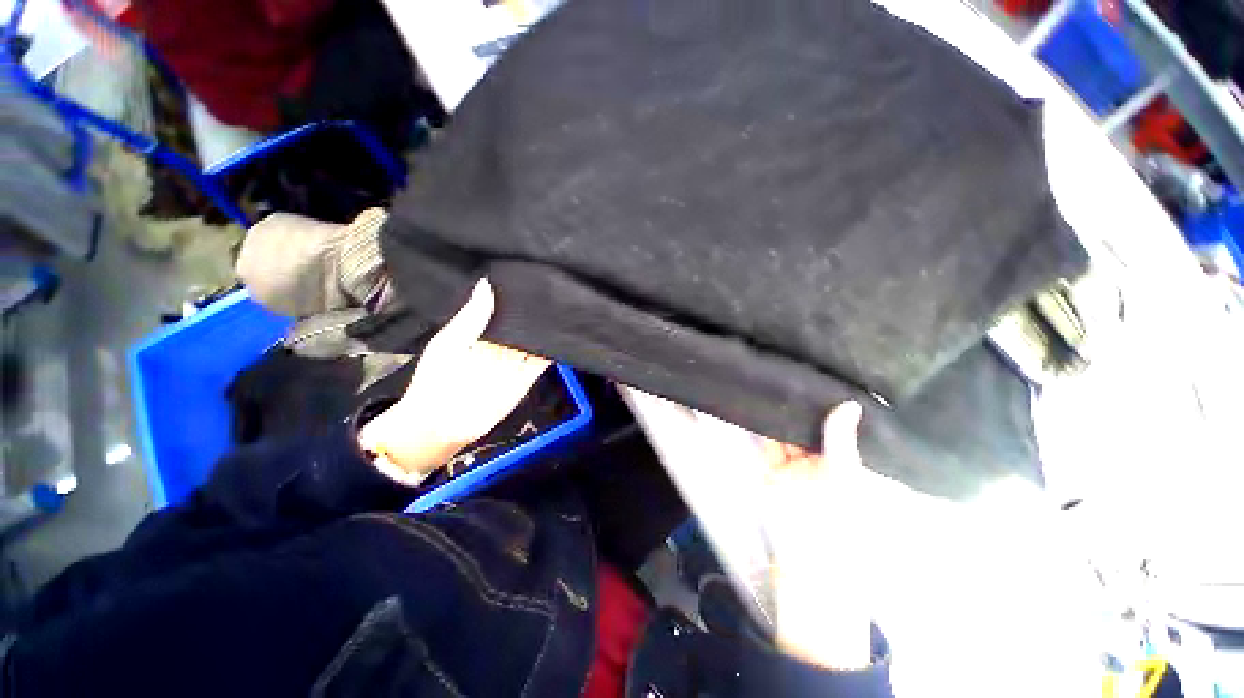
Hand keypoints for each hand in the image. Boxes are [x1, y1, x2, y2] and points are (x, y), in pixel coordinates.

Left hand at [359, 280, 550, 480]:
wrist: (440, 423)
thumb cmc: (437, 378)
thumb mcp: (450, 341)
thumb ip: (471, 316)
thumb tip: (486, 282)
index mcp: (481, 332)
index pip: (503, 309)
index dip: (515, 294)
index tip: (530, 274)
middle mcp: (501, 345)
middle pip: (523, 323)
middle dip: (536, 309)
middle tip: (552, 283)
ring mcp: (515, 361)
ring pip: (536, 340)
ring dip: (547, 327)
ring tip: (563, 302)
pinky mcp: (526, 377)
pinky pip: (542, 361)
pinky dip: (553, 349)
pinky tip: (565, 333)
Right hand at [619, 388, 879, 670]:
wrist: (810, 565)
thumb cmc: (840, 523)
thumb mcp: (845, 479)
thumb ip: (841, 442)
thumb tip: (850, 404)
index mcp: (843, 463)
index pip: (832, 428)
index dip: (824, 405)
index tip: (815, 377)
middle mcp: (817, 462)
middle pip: (803, 428)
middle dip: (795, 406)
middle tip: (786, 371)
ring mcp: (790, 468)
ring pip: (780, 435)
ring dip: (773, 416)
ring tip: (768, 382)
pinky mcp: (768, 473)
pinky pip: (763, 448)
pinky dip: (757, 431)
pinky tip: (754, 408)